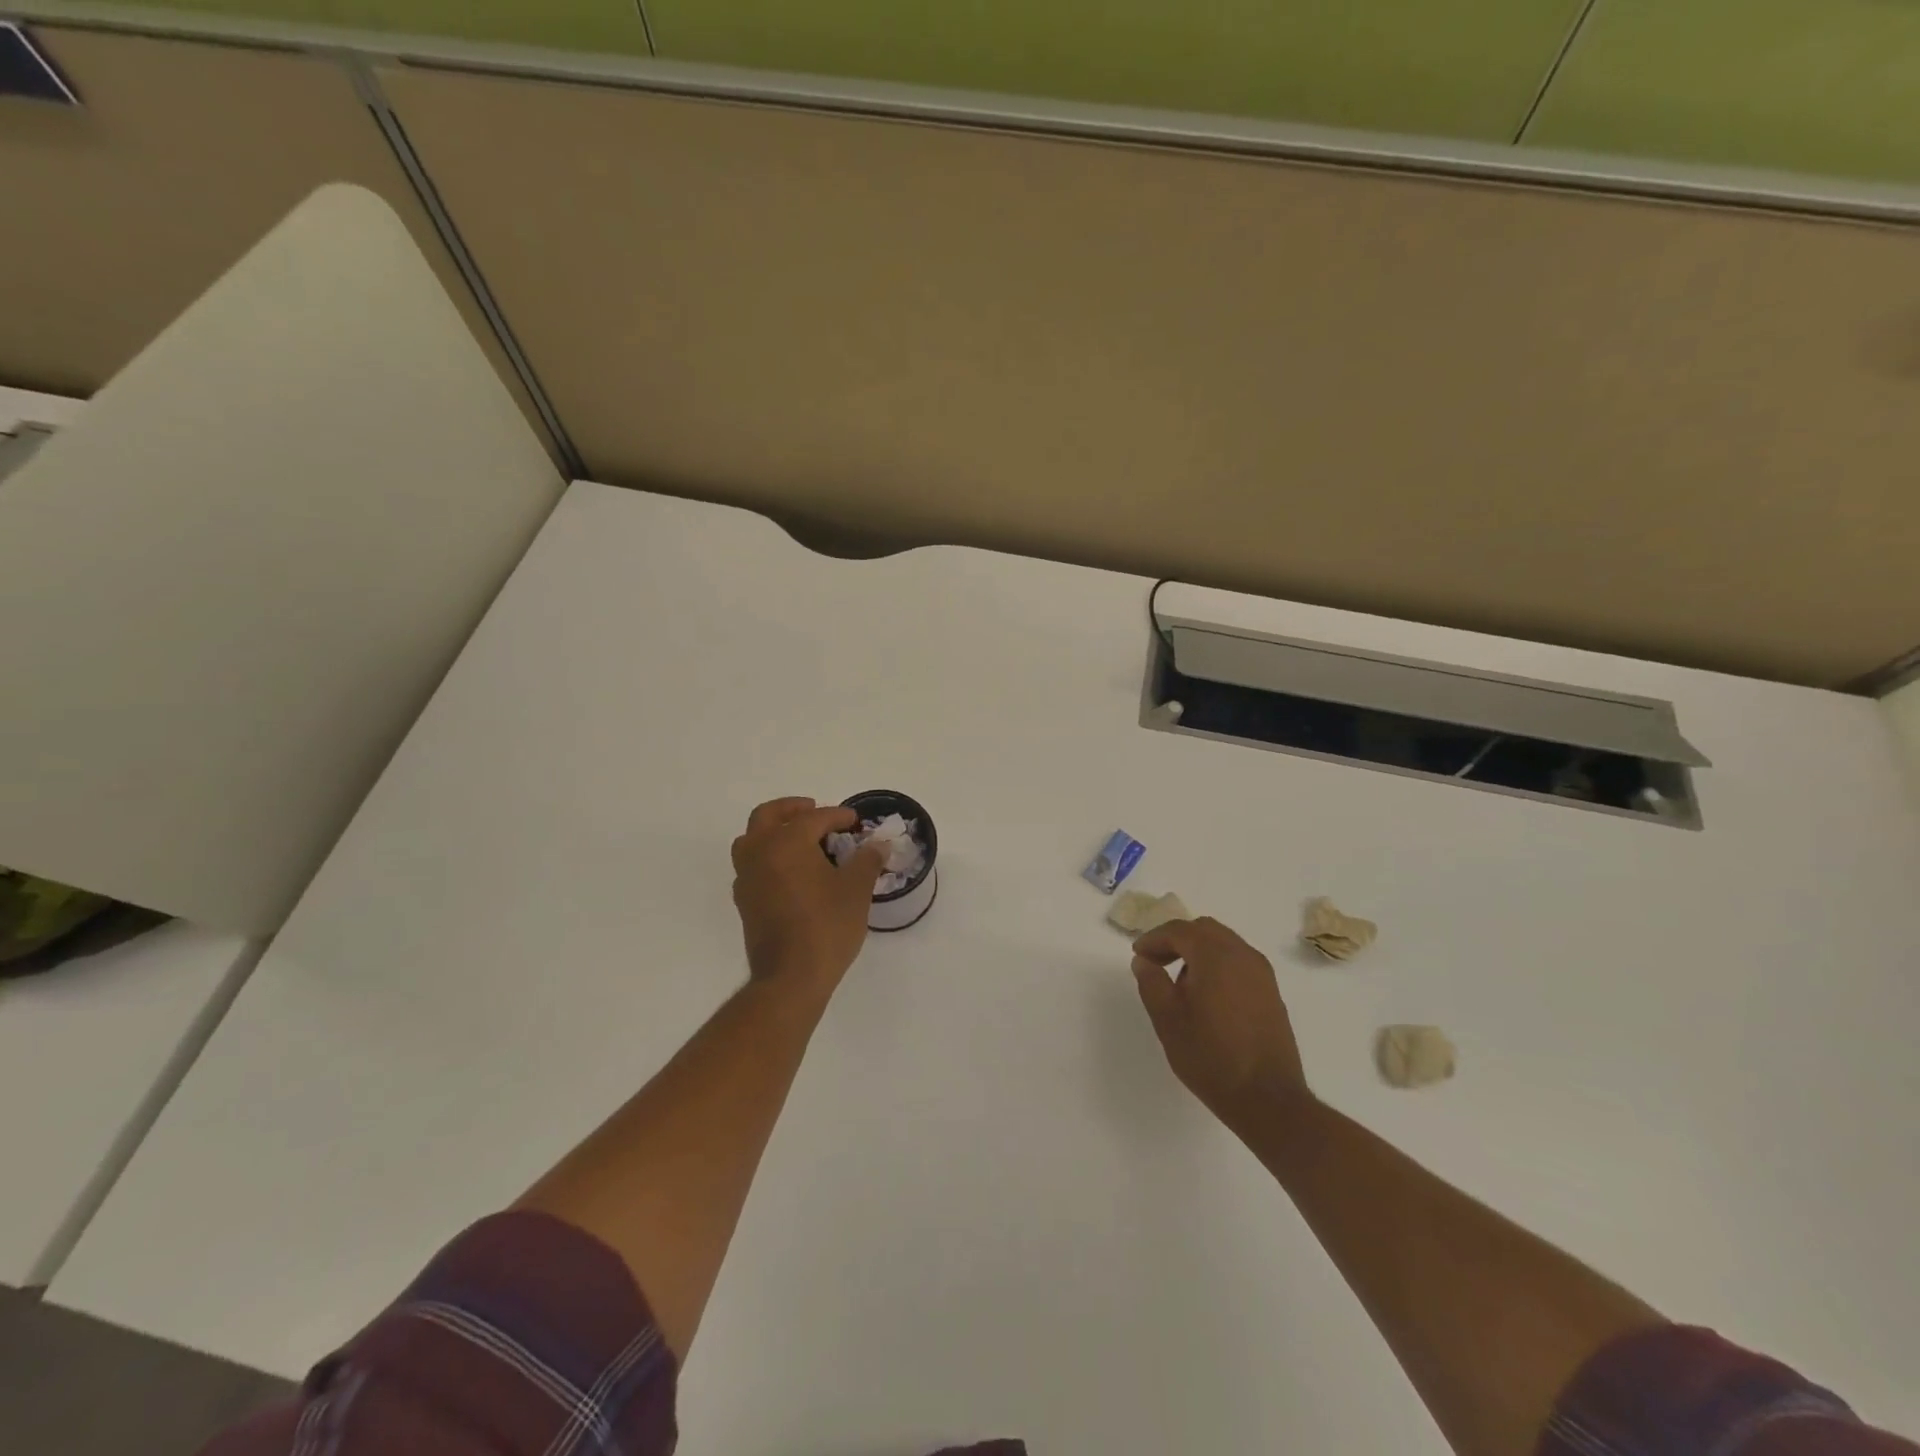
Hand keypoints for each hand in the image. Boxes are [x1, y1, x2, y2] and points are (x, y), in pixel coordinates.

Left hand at [731, 797, 885, 998]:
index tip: (855, 821)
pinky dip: (768, 856)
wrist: (790, 978)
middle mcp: (760, 853)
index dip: (838, 816)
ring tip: (800, 840)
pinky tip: (791, 871)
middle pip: (768, 816)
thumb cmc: (826, 927)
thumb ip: (867, 860)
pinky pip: (751, 864)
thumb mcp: (856, 890)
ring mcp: (747, 878)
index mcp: (786, 843)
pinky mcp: (744, 901)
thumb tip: (877, 845)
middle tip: (815, 812)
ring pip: (752, 839)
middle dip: (792, 809)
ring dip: (773, 831)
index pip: (814, 818)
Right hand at [1131, 918, 1312, 1133]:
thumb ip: (1151, 983)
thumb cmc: (1211, 1058)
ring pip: (1224, 944)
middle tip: (1156, 962)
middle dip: (1176, 940)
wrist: (1268, 1099)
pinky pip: (1239, 962)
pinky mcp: (1271, 992)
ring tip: (1179, 982)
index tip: (1138, 955)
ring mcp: (1262, 974)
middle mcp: (1243, 955)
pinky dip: (1217, 964)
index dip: (1153, 938)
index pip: (1179, 930)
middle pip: (1204, 930)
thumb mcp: (1168, 1020)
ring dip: (1198, 951)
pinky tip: (1206, 995)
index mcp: (1216, 956)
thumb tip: (1143, 961)